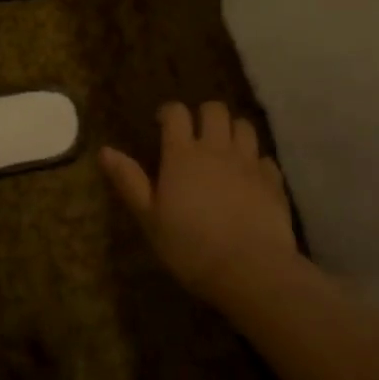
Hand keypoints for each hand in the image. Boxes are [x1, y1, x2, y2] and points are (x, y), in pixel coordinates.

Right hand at [101, 101, 300, 309]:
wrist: (250, 269)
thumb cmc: (190, 246)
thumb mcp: (149, 218)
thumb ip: (129, 181)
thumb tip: (105, 150)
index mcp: (182, 154)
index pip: (176, 113)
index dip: (169, 113)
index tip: (162, 124)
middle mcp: (217, 149)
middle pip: (215, 110)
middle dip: (204, 115)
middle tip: (196, 136)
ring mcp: (248, 162)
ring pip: (243, 126)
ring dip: (233, 131)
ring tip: (225, 150)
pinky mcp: (273, 181)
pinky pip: (265, 158)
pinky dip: (256, 162)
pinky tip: (250, 178)